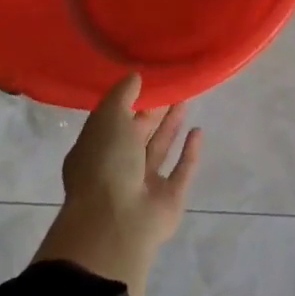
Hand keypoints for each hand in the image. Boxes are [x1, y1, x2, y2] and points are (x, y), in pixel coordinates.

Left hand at [33, 74, 200, 295]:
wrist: (117, 220)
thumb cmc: (105, 163)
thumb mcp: (108, 118)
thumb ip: (122, 95)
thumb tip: (135, 75)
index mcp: (95, 151)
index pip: (112, 122)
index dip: (129, 102)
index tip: (148, 81)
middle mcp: (118, 168)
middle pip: (138, 135)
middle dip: (153, 113)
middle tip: (172, 88)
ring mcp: (144, 185)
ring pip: (159, 150)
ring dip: (171, 127)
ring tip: (186, 101)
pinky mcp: (169, 198)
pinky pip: (181, 171)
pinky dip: (190, 153)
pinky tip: (199, 132)